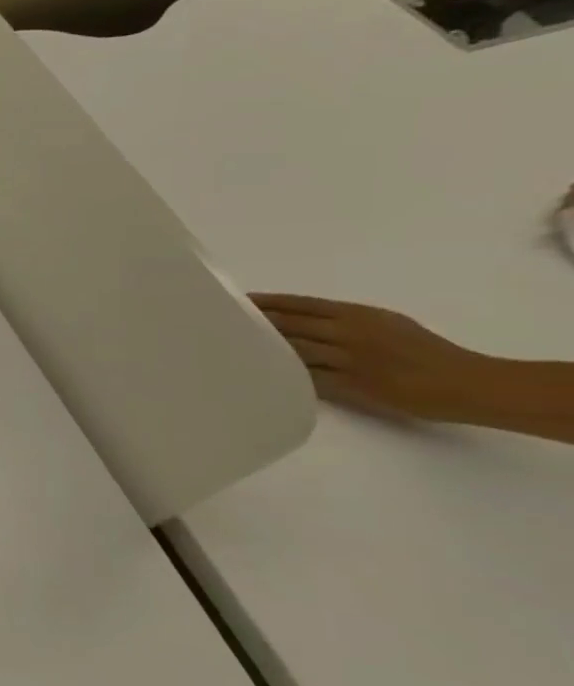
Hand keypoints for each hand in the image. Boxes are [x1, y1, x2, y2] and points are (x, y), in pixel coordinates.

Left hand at [253, 293, 492, 421]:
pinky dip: (284, 374)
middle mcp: (348, 332)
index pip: (299, 304)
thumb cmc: (427, 351)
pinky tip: (260, 373)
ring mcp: (348, 358)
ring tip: (231, 346)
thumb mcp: (386, 323)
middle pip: (288, 324)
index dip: (266, 303)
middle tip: (219, 321)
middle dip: (254, 323)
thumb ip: (345, 319)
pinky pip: (308, 377)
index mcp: (356, 314)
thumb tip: (304, 319)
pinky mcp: (351, 384)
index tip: (237, 301)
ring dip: (262, 348)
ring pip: (293, 349)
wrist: (466, 383)